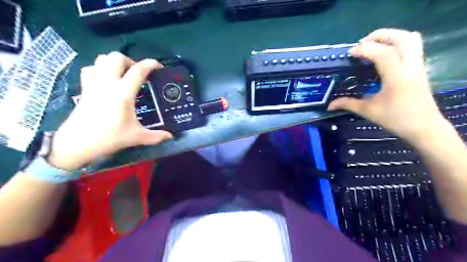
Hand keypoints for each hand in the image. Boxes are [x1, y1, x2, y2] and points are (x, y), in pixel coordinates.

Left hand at [47, 52, 172, 171]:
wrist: (77, 144)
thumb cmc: (109, 138)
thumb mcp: (137, 137)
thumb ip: (156, 136)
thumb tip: (171, 136)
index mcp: (123, 94)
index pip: (138, 71)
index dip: (150, 64)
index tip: (159, 67)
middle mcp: (108, 84)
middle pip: (117, 57)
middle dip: (131, 61)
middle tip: (138, 75)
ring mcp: (94, 84)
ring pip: (102, 59)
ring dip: (115, 63)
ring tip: (124, 75)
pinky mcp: (84, 88)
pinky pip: (91, 69)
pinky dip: (100, 69)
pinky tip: (107, 79)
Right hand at [325, 27, 445, 142]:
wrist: (423, 127)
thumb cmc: (395, 119)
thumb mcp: (368, 111)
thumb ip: (348, 104)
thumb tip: (329, 105)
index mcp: (397, 77)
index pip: (383, 53)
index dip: (365, 49)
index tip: (351, 54)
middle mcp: (410, 66)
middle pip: (401, 37)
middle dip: (380, 36)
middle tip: (362, 44)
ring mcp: (418, 65)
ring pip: (410, 38)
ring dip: (390, 37)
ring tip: (373, 46)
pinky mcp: (419, 67)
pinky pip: (411, 46)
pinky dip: (396, 44)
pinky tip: (382, 56)